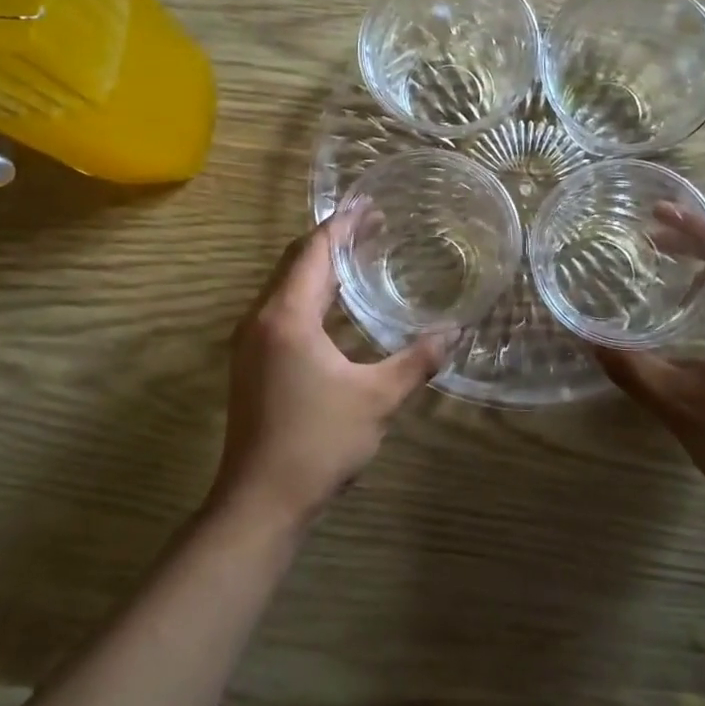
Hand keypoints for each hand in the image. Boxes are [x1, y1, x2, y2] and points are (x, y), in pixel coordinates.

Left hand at [214, 215, 448, 529]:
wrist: (260, 501)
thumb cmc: (318, 443)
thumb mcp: (377, 399)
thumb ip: (416, 360)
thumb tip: (454, 332)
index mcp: (287, 316)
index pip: (314, 252)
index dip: (343, 225)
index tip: (369, 204)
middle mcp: (261, 319)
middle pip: (295, 262)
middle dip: (333, 240)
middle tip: (373, 225)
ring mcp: (250, 342)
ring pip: (285, 286)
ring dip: (320, 267)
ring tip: (358, 256)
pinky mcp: (251, 363)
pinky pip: (281, 309)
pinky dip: (309, 294)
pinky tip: (335, 306)